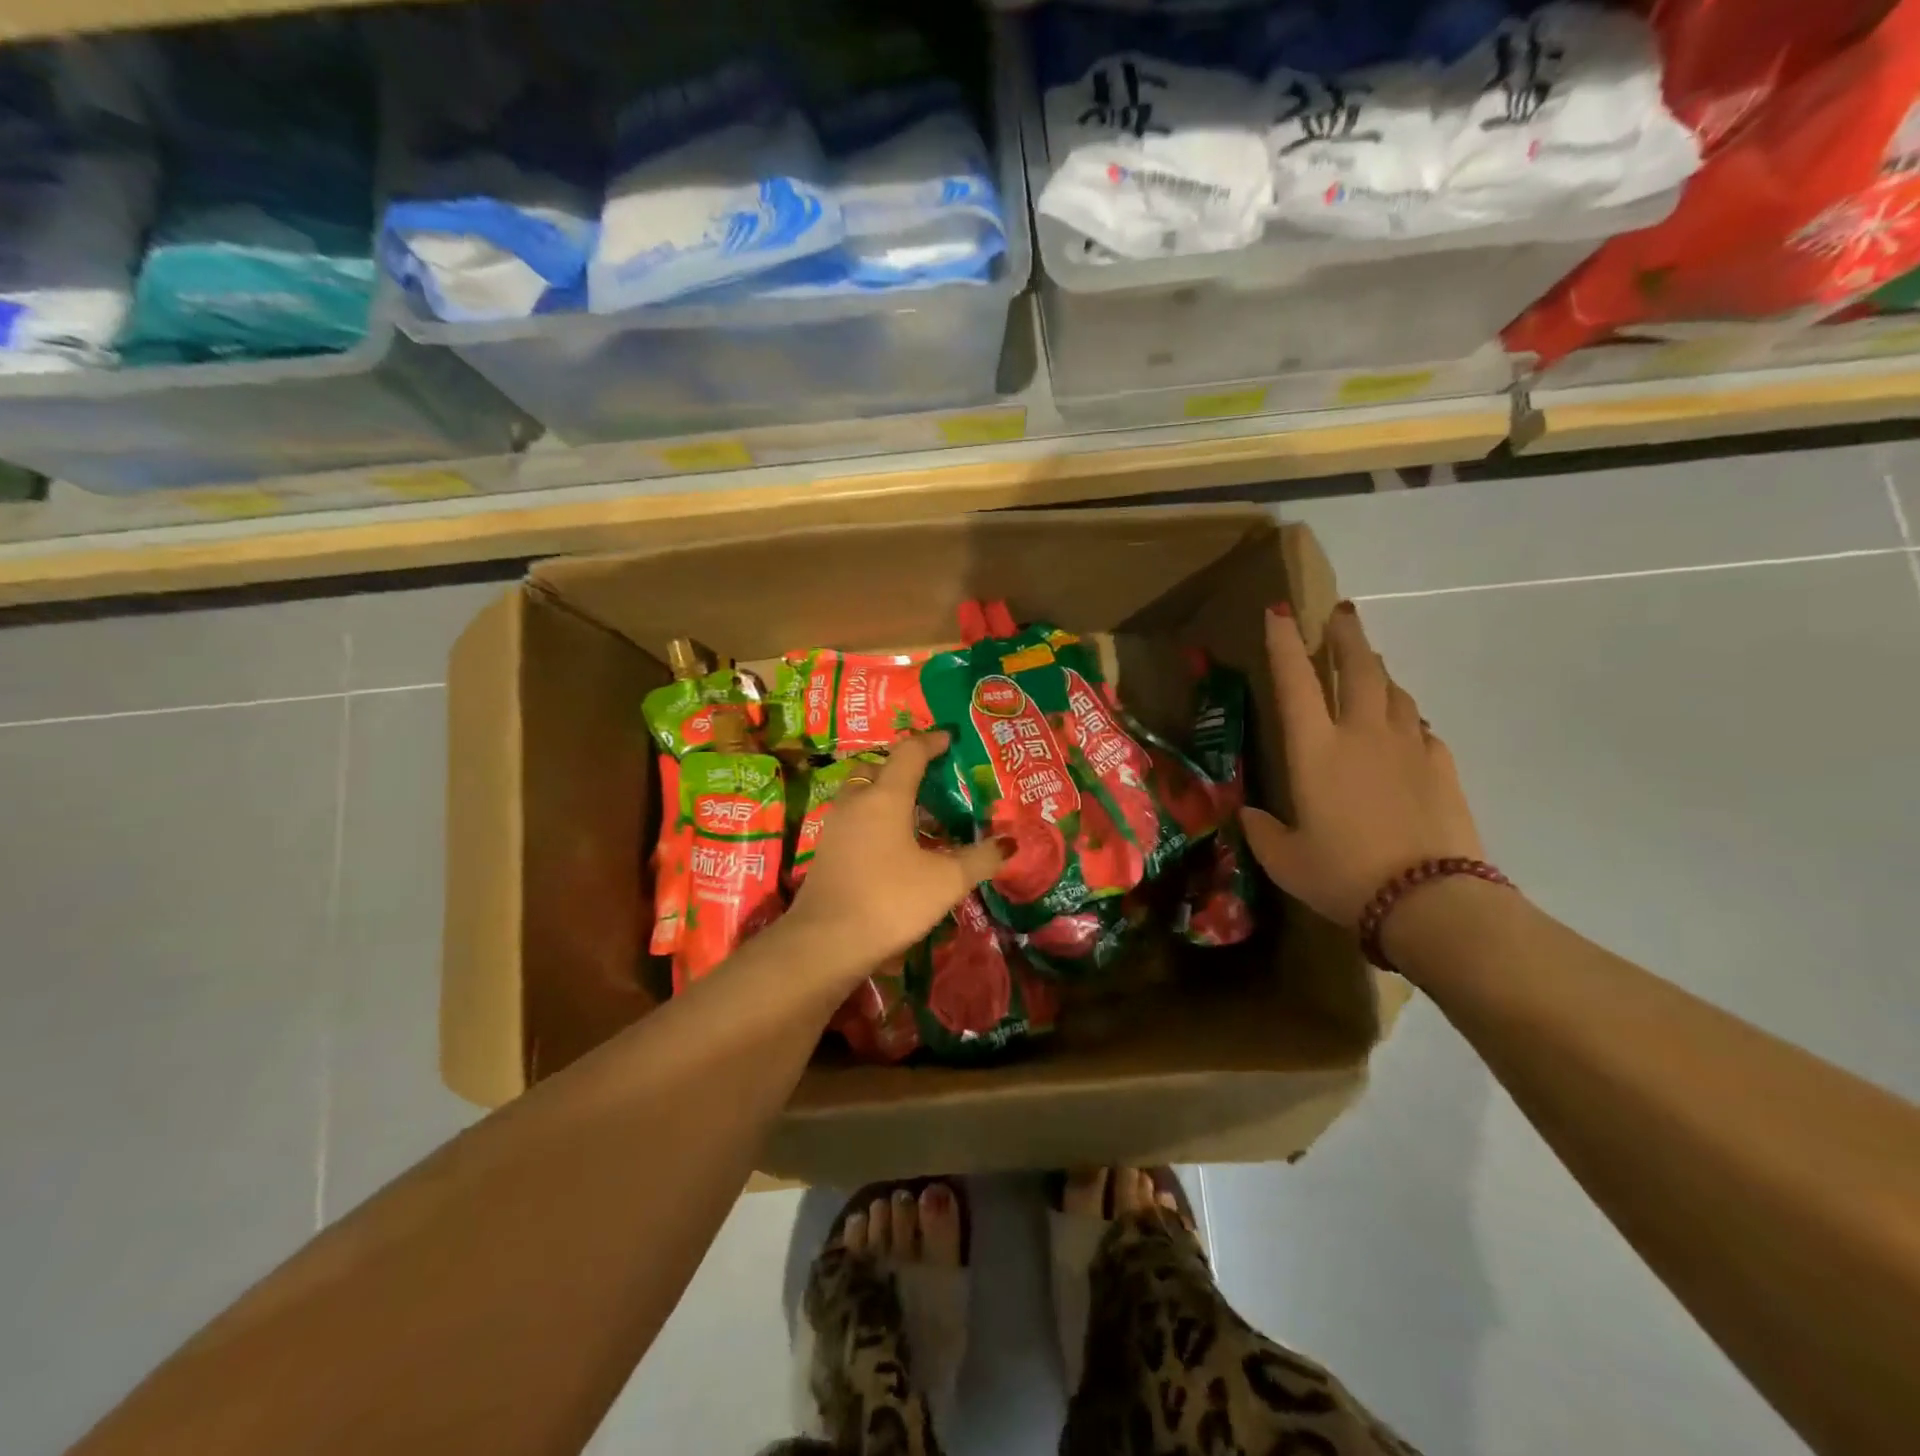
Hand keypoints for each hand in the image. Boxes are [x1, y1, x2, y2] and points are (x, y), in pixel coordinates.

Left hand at [786, 731, 1007, 976]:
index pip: (909, 753)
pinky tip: (892, 843)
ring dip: (885, 792)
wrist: (824, 943)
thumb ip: (980, 859)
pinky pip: (854, 818)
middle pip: (878, 767)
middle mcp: (856, 801)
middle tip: (931, 776)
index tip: (949, 738)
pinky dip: (874, 817)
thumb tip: (1009, 843)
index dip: (931, 742)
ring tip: (915, 810)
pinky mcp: (826, 851)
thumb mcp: (946, 881)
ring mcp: (835, 826)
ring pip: (861, 793)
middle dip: (903, 765)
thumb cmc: (890, 900)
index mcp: (886, 796)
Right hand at [1241, 602, 1483, 926]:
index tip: (1279, 612)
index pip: (1294, 681)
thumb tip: (1250, 814)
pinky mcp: (1440, 765)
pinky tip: (1401, 725)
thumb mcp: (1285, 860)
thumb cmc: (1343, 875)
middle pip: (1357, 667)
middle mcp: (1361, 734)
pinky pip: (1418, 725)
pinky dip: (1404, 715)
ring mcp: (1407, 745)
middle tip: (1340, 613)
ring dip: (1376, 670)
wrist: (1430, 900)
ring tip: (1367, 664)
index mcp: (1315, 749)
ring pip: (1392, 690)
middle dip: (1345, 635)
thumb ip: (1262, 831)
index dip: (1284, 643)